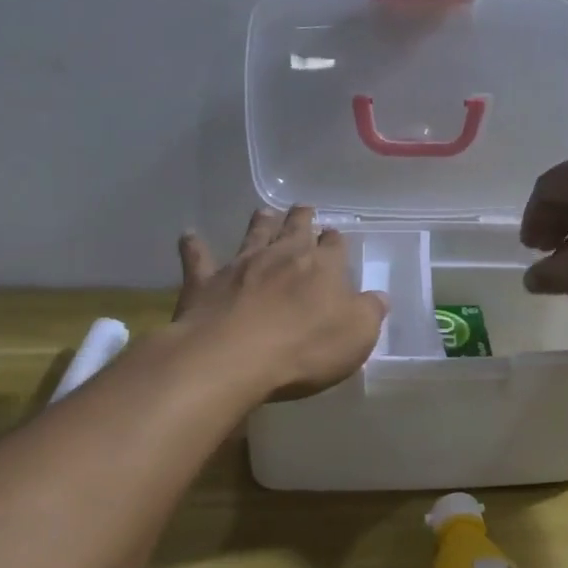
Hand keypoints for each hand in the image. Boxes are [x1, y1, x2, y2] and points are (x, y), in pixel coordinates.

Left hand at [174, 207, 387, 399]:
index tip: (335, 238)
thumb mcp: (356, 336)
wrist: (232, 356)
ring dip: (260, 223)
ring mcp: (241, 265)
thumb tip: (379, 297)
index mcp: (323, 266)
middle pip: (295, 228)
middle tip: (303, 210)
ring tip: (263, 212)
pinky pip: (198, 259)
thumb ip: (369, 312)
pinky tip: (188, 236)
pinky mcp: (205, 282)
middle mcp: (282, 255)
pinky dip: (194, 247)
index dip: (335, 241)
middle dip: (302, 218)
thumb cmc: (304, 348)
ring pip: (253, 234)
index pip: (334, 245)